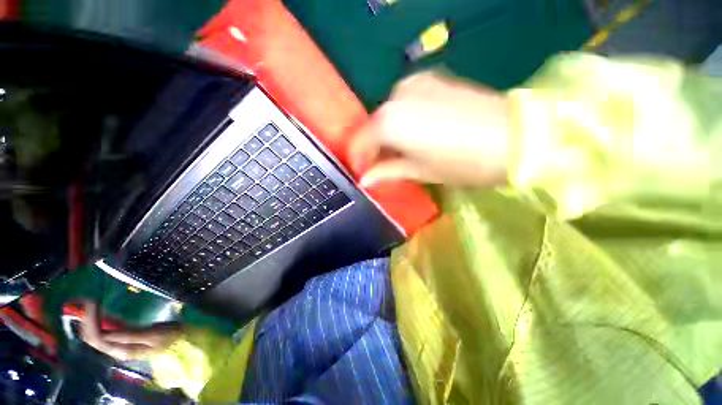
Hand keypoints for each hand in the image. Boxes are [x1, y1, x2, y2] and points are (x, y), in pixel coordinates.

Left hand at [80, 301, 182, 360]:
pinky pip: (103, 332)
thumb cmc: (170, 337)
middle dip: (87, 319)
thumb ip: (131, 335)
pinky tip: (100, 311)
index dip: (91, 320)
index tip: (94, 300)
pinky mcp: (123, 339)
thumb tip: (105, 332)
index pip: (97, 338)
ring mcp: (118, 345)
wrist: (181, 342)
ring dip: (90, 320)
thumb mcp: (154, 335)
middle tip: (91, 299)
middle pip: (92, 337)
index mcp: (122, 350)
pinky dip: (98, 321)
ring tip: (93, 303)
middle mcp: (116, 349)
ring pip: (95, 335)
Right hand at [350, 71, 509, 186]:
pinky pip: (405, 101)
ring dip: (389, 132)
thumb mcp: (419, 171)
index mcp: (389, 123)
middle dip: (375, 146)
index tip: (365, 172)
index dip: (360, 159)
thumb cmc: (461, 162)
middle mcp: (395, 97)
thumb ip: (387, 171)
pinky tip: (417, 130)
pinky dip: (404, 117)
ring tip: (402, 149)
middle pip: (374, 126)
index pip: (361, 141)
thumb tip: (365, 180)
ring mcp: (414, 83)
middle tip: (384, 164)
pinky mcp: (432, 78)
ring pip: (389, 113)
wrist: (514, 136)